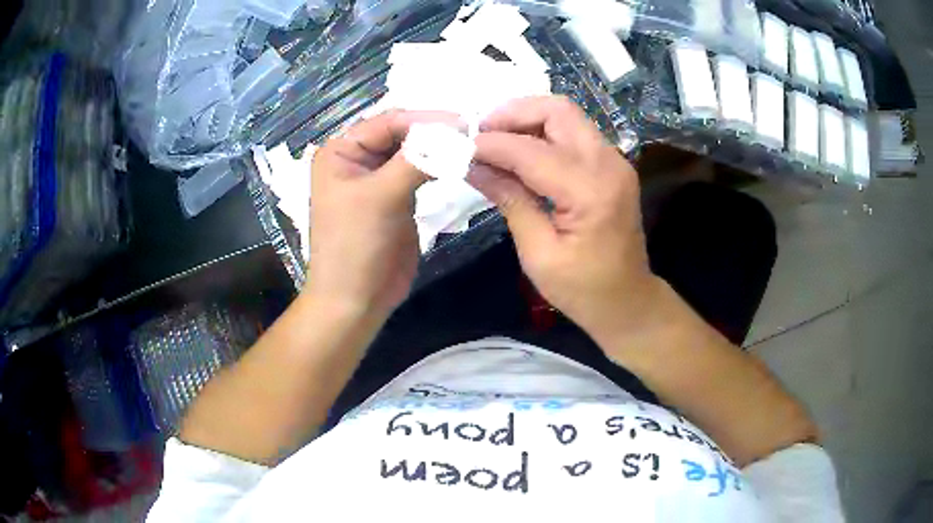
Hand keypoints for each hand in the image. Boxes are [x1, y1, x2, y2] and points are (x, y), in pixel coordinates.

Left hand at [306, 110, 455, 318]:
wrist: (356, 300)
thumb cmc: (355, 246)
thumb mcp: (381, 196)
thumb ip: (416, 160)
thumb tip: (456, 133)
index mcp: (341, 151)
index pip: (387, 122)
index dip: (424, 120)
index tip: (464, 123)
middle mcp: (358, 159)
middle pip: (401, 134)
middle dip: (433, 132)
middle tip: (473, 133)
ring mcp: (378, 178)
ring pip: (413, 152)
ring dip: (438, 148)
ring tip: (471, 145)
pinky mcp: (397, 197)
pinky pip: (420, 172)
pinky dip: (439, 166)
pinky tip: (459, 162)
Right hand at [469, 96, 663, 343]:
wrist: (628, 302)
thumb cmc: (583, 290)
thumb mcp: (539, 253)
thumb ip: (510, 200)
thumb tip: (473, 165)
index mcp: (591, 191)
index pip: (531, 150)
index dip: (491, 145)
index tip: (458, 148)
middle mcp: (608, 164)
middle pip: (557, 110)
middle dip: (513, 114)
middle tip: (479, 135)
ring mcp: (615, 161)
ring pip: (566, 115)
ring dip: (527, 120)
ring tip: (494, 141)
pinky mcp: (612, 166)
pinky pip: (574, 132)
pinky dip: (543, 133)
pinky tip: (520, 153)